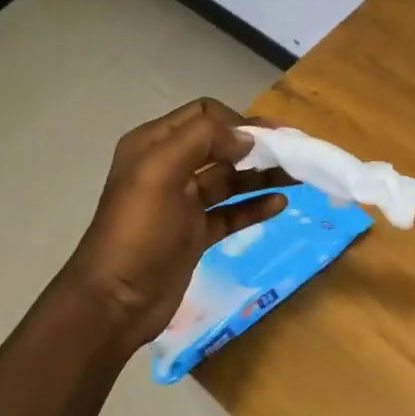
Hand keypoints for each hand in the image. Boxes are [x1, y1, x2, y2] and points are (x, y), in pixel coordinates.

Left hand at [59, 98, 292, 351]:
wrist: (116, 301)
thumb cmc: (137, 231)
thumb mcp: (160, 172)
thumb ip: (202, 140)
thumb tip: (246, 136)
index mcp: (154, 144)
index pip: (204, 114)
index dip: (237, 121)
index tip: (266, 140)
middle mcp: (169, 167)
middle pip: (222, 145)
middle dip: (257, 146)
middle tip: (294, 153)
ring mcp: (184, 202)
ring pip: (231, 179)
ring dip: (263, 175)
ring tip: (298, 177)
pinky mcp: (196, 233)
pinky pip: (232, 212)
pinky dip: (255, 205)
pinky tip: (279, 204)